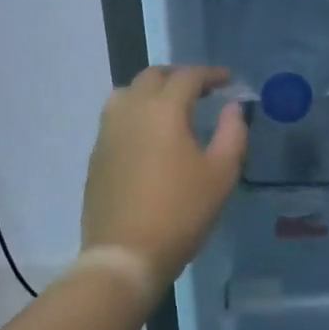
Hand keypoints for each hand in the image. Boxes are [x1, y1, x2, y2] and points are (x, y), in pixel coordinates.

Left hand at [81, 66, 246, 287]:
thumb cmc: (180, 212)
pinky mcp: (96, 154)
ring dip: (151, 91)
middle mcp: (131, 110)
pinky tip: (148, 136)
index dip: (211, 74)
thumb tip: (232, 107)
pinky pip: (115, 117)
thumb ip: (232, 133)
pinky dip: (135, 113)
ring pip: (127, 92)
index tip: (228, 81)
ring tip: (171, 109)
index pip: (188, 76)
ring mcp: (107, 131)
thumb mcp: (221, 174)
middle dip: (179, 77)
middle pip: (153, 76)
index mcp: (163, 109)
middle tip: (201, 91)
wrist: (125, 255)